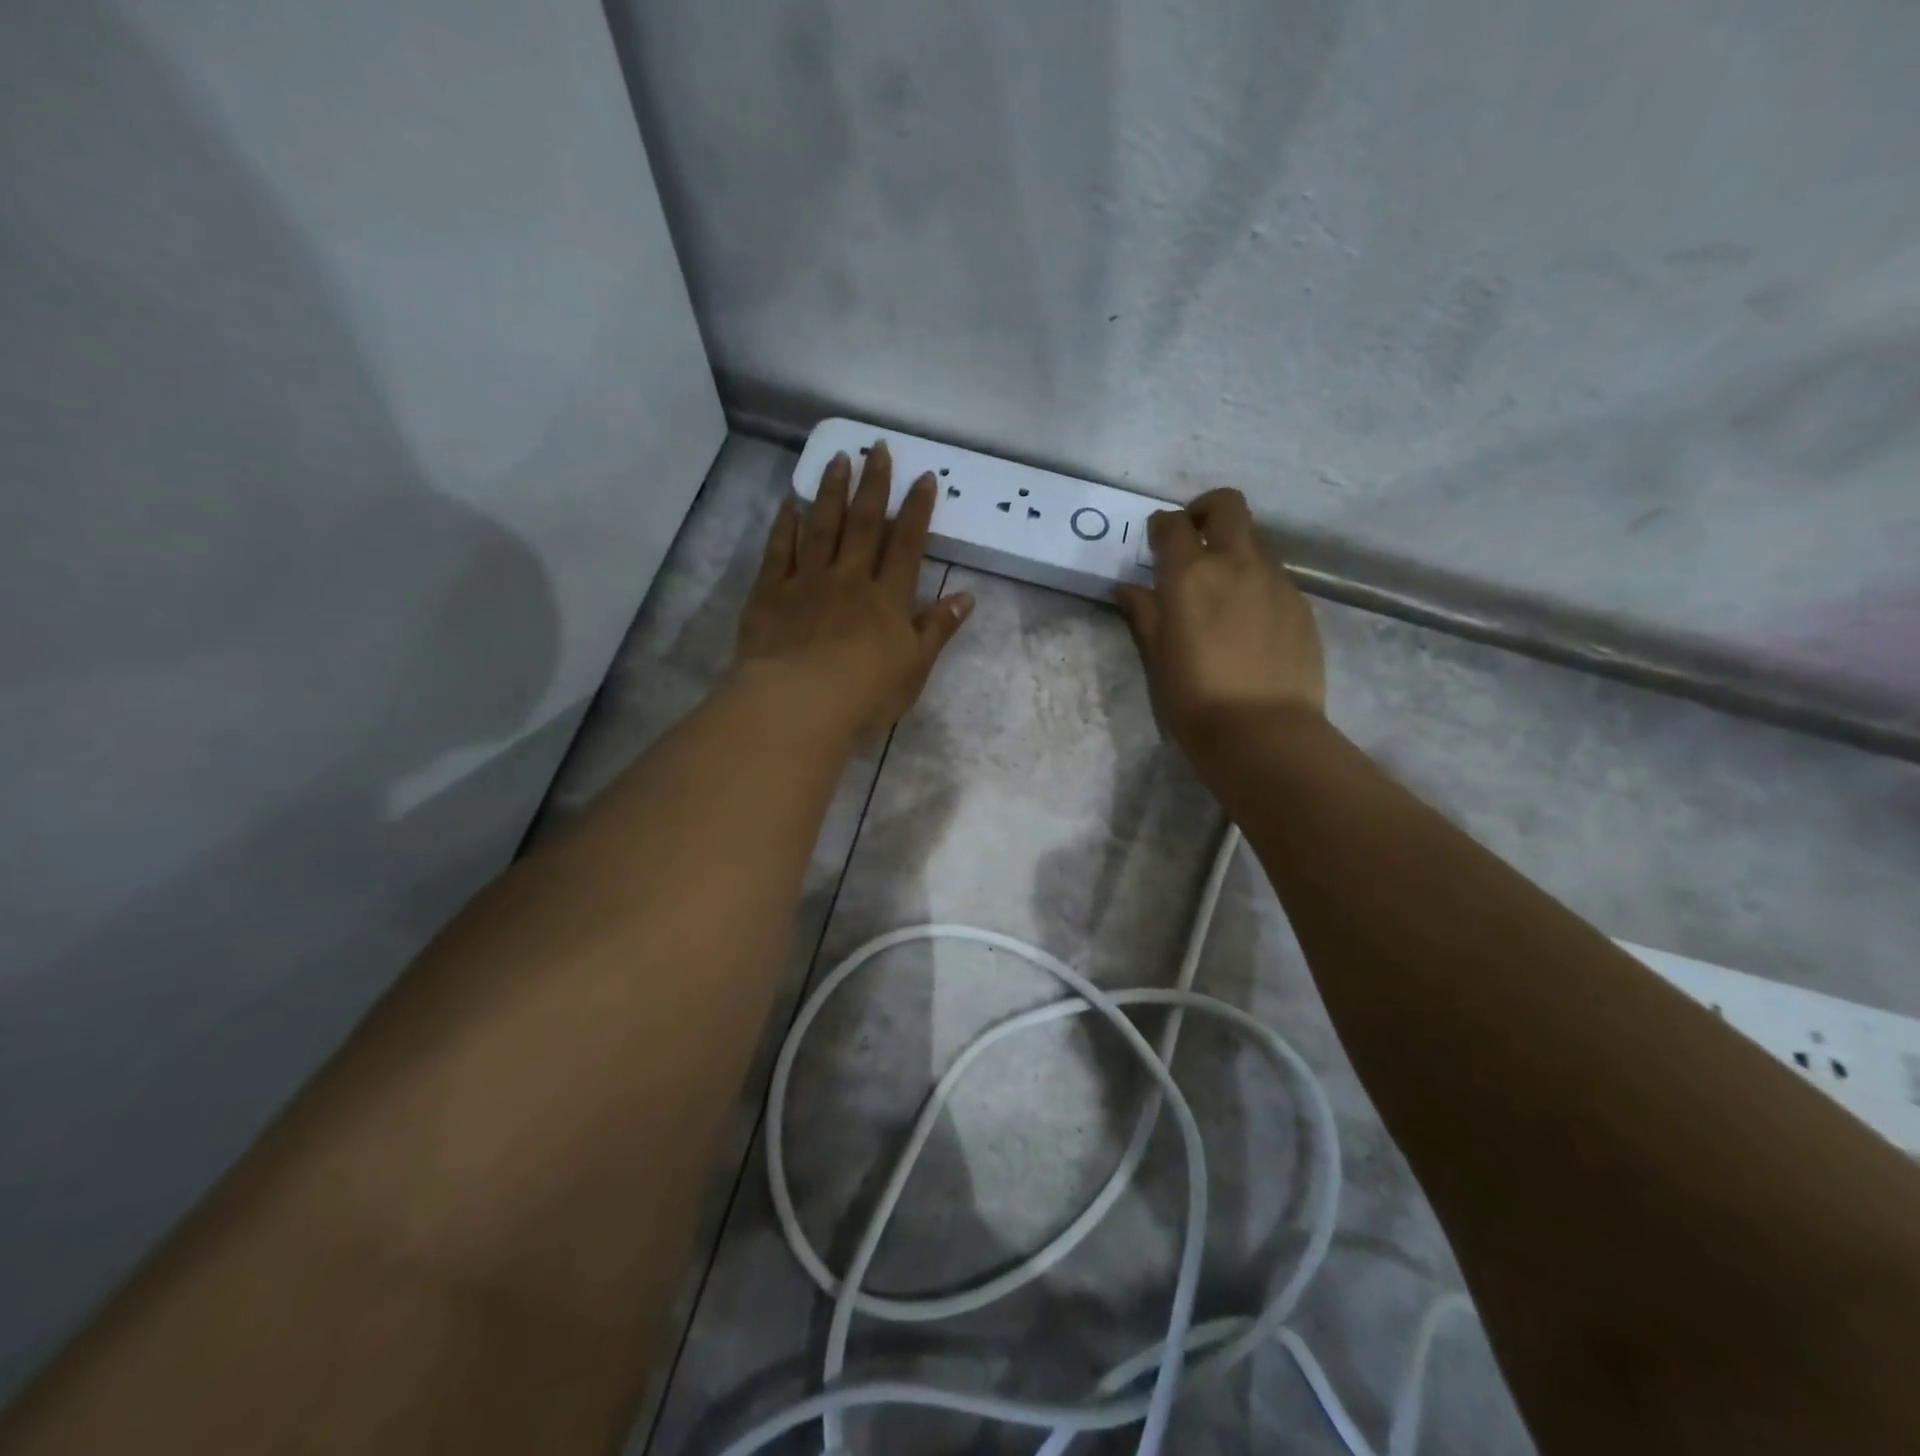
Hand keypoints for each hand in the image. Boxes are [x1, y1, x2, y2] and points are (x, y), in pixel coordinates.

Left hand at [734, 441, 973, 743]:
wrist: (799, 704)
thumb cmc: (865, 694)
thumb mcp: (915, 667)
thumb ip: (937, 629)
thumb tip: (966, 596)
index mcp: (887, 598)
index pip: (906, 544)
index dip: (916, 509)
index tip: (923, 476)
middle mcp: (848, 578)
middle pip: (863, 523)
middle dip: (873, 484)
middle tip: (878, 448)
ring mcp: (806, 581)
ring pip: (821, 527)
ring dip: (831, 491)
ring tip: (838, 459)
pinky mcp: (770, 593)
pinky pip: (778, 550)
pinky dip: (785, 525)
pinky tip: (790, 504)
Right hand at [1113, 488, 1323, 752]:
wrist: (1263, 733)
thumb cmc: (1195, 699)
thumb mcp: (1158, 657)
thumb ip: (1144, 613)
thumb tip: (1128, 589)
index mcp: (1191, 575)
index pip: (1173, 525)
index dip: (1162, 527)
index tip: (1156, 542)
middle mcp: (1237, 564)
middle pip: (1227, 506)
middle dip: (1206, 511)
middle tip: (1194, 540)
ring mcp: (1276, 582)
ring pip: (1255, 544)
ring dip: (1235, 553)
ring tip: (1223, 595)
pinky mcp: (1302, 605)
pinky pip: (1276, 579)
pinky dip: (1257, 586)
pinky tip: (1250, 625)